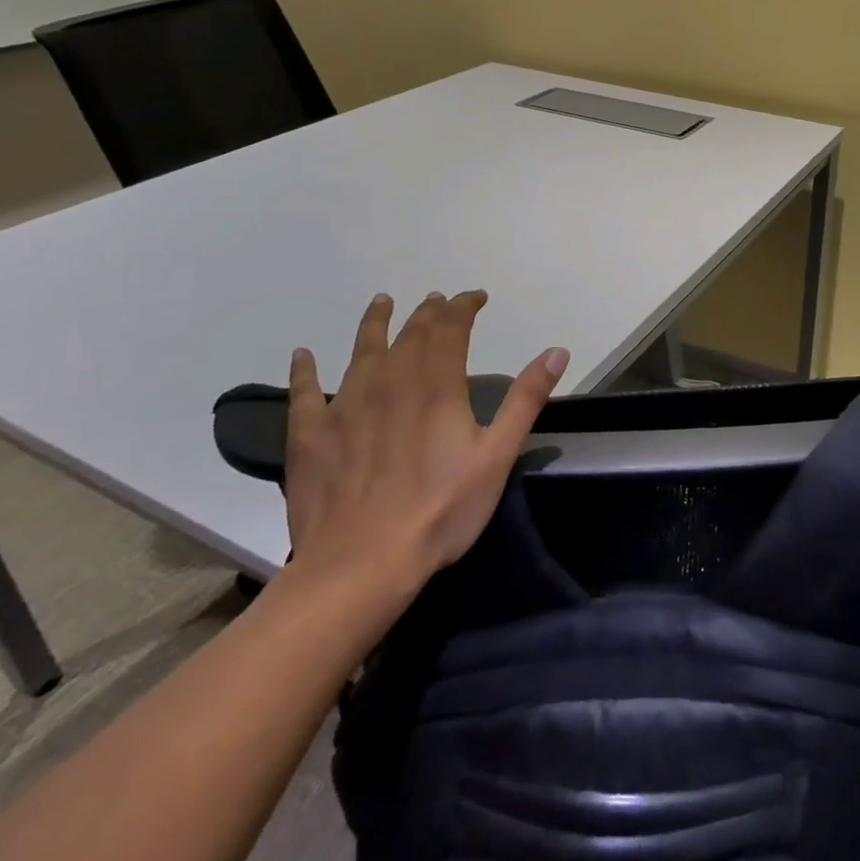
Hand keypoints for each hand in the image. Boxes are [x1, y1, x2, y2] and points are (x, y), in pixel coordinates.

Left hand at [283, 290, 567, 619]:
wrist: (360, 564)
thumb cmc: (440, 510)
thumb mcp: (497, 455)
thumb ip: (526, 399)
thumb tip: (557, 351)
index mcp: (436, 385)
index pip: (451, 327)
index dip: (464, 306)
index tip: (476, 296)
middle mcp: (389, 382)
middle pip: (410, 333)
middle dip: (428, 312)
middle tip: (438, 300)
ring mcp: (345, 406)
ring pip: (361, 350)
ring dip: (375, 323)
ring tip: (382, 302)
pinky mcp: (311, 435)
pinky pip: (304, 392)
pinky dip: (303, 370)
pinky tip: (302, 355)